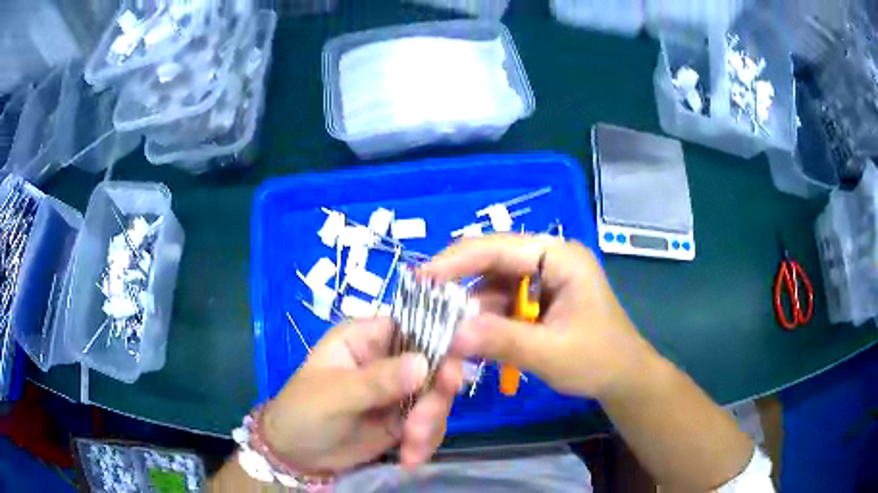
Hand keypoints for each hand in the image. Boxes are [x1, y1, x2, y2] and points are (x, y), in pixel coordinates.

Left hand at [261, 317, 462, 473]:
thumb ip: (377, 380)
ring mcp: (399, 392)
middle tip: (420, 424)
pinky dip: (425, 442)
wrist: (297, 456)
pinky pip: (431, 424)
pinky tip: (409, 458)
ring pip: (436, 398)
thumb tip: (424, 363)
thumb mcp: (335, 394)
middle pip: (434, 365)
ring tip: (409, 449)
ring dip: (429, 426)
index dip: (441, 341)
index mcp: (366, 338)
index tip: (453, 368)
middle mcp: (388, 360)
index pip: (413, 326)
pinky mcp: (404, 419)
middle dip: (434, 398)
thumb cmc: (303, 412)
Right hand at [422, 234, 654, 400]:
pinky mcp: (537, 298)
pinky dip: (483, 317)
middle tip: (422, 300)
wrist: (622, 377)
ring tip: (443, 326)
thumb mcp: (550, 353)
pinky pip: (501, 301)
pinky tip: (470, 335)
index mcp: (560, 257)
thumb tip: (451, 335)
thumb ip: (503, 341)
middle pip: (493, 259)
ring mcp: (543, 278)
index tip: (420, 279)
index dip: (457, 261)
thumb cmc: (598, 360)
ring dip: (469, 305)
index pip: (500, 247)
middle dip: (459, 281)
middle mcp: (549, 258)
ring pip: (492, 282)